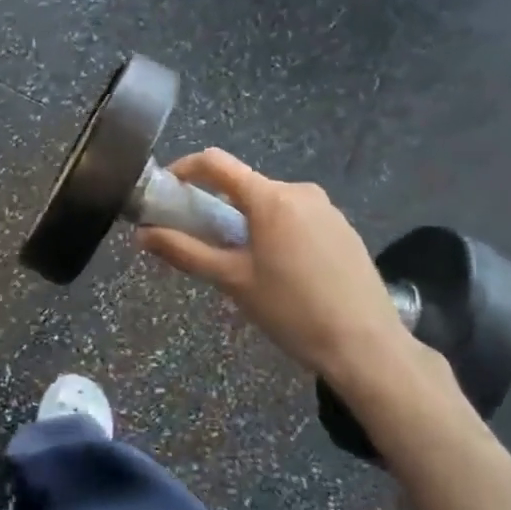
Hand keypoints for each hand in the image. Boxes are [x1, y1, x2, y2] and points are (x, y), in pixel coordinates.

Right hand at [138, 150, 452, 420]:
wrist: (367, 346)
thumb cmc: (292, 311)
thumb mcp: (232, 281)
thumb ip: (185, 252)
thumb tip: (143, 234)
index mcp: (270, 198)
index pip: (216, 163)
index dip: (184, 169)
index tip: (166, 190)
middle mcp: (300, 191)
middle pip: (244, 185)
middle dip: (216, 205)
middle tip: (200, 240)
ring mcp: (327, 209)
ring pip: (271, 203)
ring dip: (247, 221)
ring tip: (240, 263)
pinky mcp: (344, 229)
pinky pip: (297, 217)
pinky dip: (276, 231)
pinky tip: (280, 271)